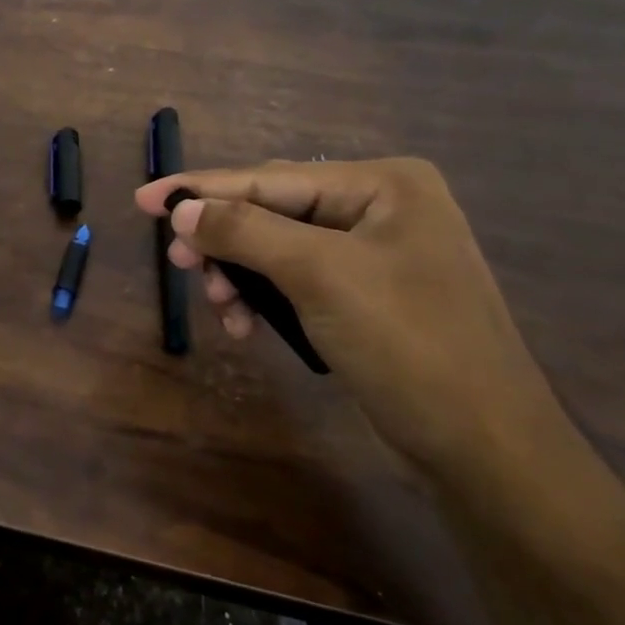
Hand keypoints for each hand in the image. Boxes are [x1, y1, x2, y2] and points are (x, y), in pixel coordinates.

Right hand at [135, 158, 563, 482]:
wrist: (482, 445)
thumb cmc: (406, 343)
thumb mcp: (318, 276)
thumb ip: (244, 231)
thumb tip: (180, 209)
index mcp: (383, 185)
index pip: (270, 179)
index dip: (201, 189)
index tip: (142, 200)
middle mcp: (380, 208)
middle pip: (271, 211)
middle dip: (222, 240)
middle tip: (178, 265)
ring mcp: (375, 253)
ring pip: (276, 248)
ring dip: (239, 275)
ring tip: (218, 307)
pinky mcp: (366, 295)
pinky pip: (295, 280)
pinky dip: (263, 298)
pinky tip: (244, 326)